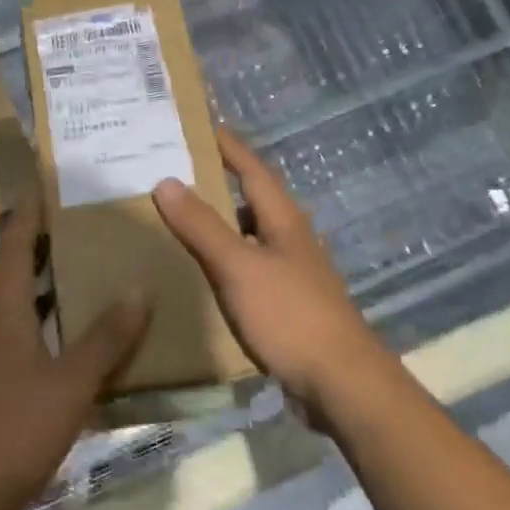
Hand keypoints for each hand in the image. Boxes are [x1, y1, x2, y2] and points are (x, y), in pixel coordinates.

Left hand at [0, 201, 151, 509]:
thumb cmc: (14, 428)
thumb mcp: (71, 382)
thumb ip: (106, 339)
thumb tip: (138, 289)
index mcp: (4, 311)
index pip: (13, 244)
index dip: (29, 212)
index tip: (48, 185)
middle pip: (15, 270)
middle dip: (44, 245)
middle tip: (84, 226)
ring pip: (21, 307)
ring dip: (49, 287)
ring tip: (90, 274)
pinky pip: (25, 340)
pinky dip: (50, 327)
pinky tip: (78, 344)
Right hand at [152, 127, 384, 418]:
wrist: (342, 385)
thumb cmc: (290, 316)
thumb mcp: (238, 266)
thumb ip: (201, 225)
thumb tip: (166, 180)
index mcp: (283, 220)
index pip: (252, 168)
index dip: (228, 145)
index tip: (199, 124)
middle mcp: (291, 239)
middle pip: (252, 198)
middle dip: (219, 181)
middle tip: (176, 170)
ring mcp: (293, 273)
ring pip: (251, 234)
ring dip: (221, 221)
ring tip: (181, 216)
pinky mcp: (289, 304)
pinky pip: (250, 267)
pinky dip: (225, 258)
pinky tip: (205, 271)